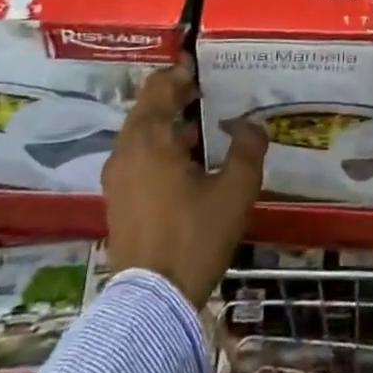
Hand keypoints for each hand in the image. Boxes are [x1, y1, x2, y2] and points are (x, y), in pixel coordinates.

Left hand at [103, 61, 267, 306]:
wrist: (151, 305)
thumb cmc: (193, 237)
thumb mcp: (233, 191)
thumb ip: (247, 149)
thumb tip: (254, 123)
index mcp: (149, 138)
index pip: (159, 87)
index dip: (181, 72)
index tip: (204, 67)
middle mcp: (126, 151)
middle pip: (149, 109)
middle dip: (177, 97)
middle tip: (210, 92)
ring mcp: (118, 178)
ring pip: (143, 135)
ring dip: (170, 125)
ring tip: (205, 127)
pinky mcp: (119, 202)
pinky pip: (139, 159)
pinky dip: (161, 149)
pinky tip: (189, 164)